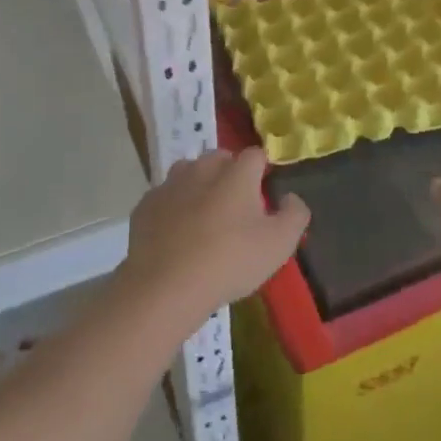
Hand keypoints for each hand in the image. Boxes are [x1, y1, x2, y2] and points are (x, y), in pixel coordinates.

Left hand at [120, 148, 309, 320]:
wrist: (166, 286)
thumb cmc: (230, 261)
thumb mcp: (278, 245)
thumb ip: (294, 215)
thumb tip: (291, 197)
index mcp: (236, 173)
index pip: (255, 155)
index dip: (262, 169)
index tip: (265, 191)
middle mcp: (202, 168)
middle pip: (219, 158)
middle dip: (229, 172)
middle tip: (236, 205)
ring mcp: (170, 185)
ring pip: (188, 172)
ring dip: (199, 185)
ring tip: (205, 216)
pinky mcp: (145, 205)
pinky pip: (165, 197)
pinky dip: (173, 207)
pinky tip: (176, 233)